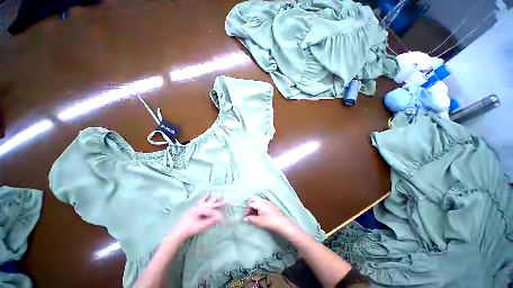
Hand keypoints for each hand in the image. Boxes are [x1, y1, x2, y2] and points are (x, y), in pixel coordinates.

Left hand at [169, 192, 224, 241]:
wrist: (179, 232)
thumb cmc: (191, 229)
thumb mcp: (202, 226)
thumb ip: (211, 221)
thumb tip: (220, 218)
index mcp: (200, 210)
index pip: (212, 210)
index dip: (218, 213)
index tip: (223, 217)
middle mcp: (199, 206)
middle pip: (210, 204)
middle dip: (218, 203)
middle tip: (225, 201)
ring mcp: (197, 206)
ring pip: (207, 202)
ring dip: (214, 199)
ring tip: (220, 195)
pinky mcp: (195, 208)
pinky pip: (202, 201)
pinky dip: (205, 197)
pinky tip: (208, 193)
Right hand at [244, 197, 293, 233]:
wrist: (281, 223)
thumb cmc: (270, 222)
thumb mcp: (259, 222)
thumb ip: (251, 219)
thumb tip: (245, 218)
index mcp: (260, 203)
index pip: (250, 204)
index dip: (247, 209)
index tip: (247, 216)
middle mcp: (263, 201)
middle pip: (254, 199)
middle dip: (250, 204)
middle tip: (249, 212)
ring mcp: (267, 202)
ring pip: (258, 200)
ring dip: (254, 205)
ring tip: (254, 213)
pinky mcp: (270, 205)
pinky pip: (262, 202)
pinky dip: (259, 205)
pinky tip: (260, 213)